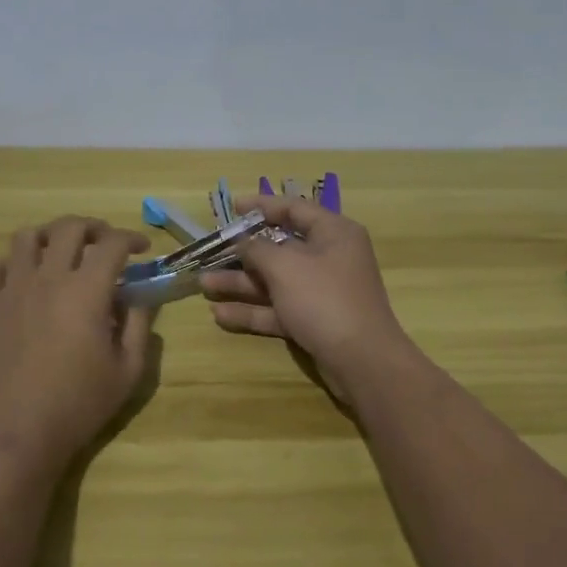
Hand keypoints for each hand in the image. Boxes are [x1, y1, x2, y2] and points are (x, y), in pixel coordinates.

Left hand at [0, 216, 152, 472]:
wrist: (17, 433)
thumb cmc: (79, 405)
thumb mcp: (127, 371)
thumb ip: (138, 326)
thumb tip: (139, 298)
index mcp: (86, 291)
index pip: (112, 244)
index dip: (131, 238)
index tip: (142, 249)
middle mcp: (48, 278)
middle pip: (69, 227)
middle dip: (94, 227)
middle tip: (106, 243)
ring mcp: (12, 289)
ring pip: (27, 237)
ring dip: (50, 236)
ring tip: (62, 252)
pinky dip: (11, 262)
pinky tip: (23, 278)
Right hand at [201, 194, 414, 400]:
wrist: (362, 361)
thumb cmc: (324, 299)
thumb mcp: (285, 266)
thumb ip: (258, 249)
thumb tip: (243, 241)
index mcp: (333, 233)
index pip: (294, 209)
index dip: (262, 205)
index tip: (233, 207)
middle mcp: (329, 258)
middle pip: (280, 248)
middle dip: (242, 253)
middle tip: (210, 252)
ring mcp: (321, 292)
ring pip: (275, 281)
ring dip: (240, 283)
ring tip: (203, 285)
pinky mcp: (314, 321)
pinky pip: (278, 309)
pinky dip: (252, 311)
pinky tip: (220, 315)